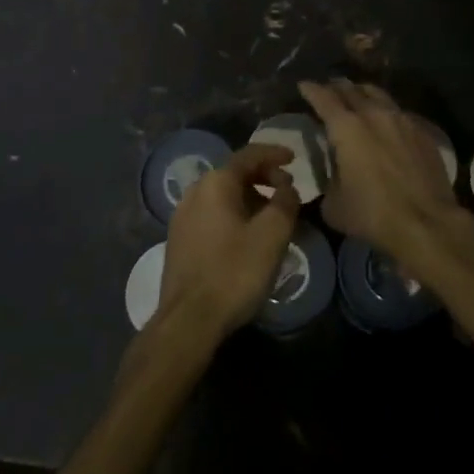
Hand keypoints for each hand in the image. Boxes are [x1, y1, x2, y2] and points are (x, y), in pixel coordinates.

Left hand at [158, 144, 301, 339]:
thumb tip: (287, 188)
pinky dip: (234, 214)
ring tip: (271, 216)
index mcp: (216, 183)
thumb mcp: (271, 236)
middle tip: (286, 191)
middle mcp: (195, 191)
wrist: (188, 320)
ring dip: (249, 197)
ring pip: (222, 195)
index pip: (249, 155)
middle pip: (234, 173)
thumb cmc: (234, 272)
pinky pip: (212, 213)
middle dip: (263, 177)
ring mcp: (182, 216)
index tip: (294, 158)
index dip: (274, 153)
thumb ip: (285, 204)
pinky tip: (247, 236)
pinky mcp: (179, 239)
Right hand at [300, 79, 459, 259]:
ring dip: (362, 93)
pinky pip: (399, 112)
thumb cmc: (372, 214)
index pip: (323, 97)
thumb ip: (328, 180)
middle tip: (328, 89)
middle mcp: (373, 114)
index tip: (304, 85)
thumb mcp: (333, 205)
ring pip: (378, 94)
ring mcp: (401, 119)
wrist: (427, 223)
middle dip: (336, 87)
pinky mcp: (423, 131)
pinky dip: (386, 111)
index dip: (311, 89)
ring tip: (357, 96)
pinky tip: (386, 121)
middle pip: (350, 89)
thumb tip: (333, 173)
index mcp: (345, 127)